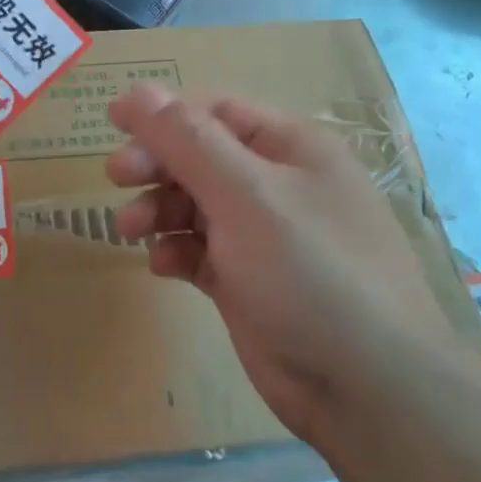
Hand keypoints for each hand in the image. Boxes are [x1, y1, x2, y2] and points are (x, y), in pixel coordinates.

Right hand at [106, 83, 480, 444]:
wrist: (366, 388)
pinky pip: (201, 250)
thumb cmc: (309, 271)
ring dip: (159, 210)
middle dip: (158, 164)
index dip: (164, 115)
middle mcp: (279, 185)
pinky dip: (177, 251)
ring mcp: (265, 236)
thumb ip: (187, 141)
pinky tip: (163, 266)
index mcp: (291, 148)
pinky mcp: (249, 281)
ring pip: (196, 205)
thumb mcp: (246, 194)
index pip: (216, 112)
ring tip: (130, 230)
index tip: (113, 126)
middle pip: (201, 157)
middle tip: (115, 177)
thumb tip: (136, 93)